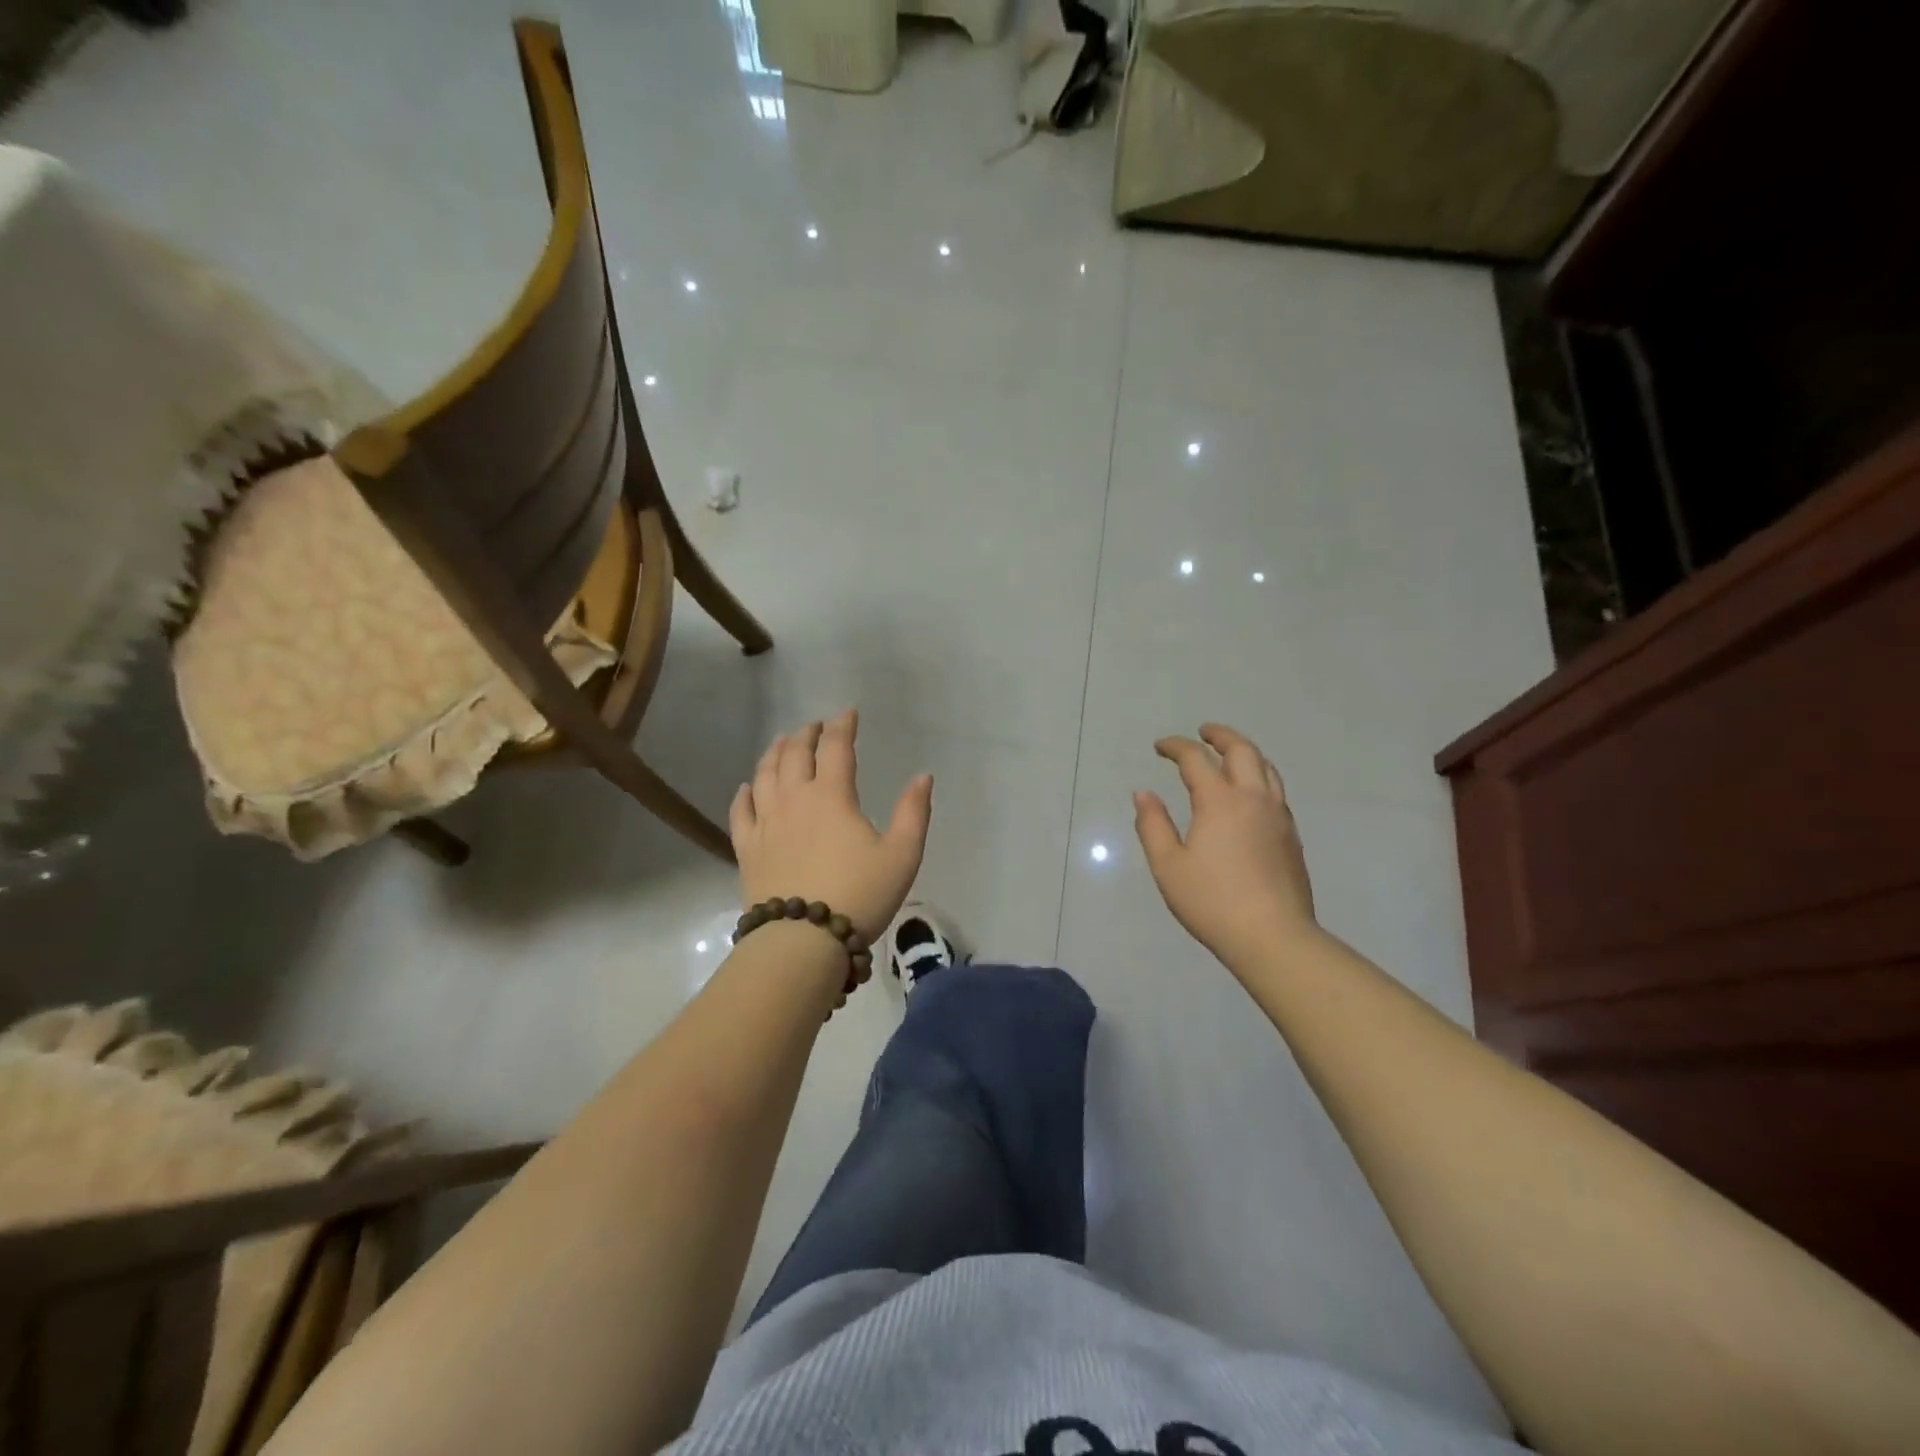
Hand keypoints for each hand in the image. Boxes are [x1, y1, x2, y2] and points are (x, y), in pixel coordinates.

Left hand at [731, 709, 932, 943]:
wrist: (803, 941)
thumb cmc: (860, 895)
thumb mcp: (902, 855)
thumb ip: (914, 812)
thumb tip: (923, 777)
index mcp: (832, 796)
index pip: (836, 748)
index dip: (843, 726)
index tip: (848, 714)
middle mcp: (794, 799)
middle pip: (795, 754)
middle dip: (807, 734)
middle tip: (815, 726)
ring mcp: (766, 823)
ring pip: (764, 775)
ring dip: (775, 753)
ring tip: (782, 743)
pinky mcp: (747, 848)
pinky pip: (740, 811)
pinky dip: (744, 793)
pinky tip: (747, 787)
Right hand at [1133, 723, 1318, 966]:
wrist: (1273, 937)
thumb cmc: (1212, 902)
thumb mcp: (1168, 866)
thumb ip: (1153, 825)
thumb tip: (1143, 793)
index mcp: (1220, 801)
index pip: (1195, 759)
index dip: (1176, 747)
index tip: (1160, 746)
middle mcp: (1254, 799)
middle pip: (1242, 751)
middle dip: (1220, 736)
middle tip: (1203, 732)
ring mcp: (1278, 817)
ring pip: (1267, 768)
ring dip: (1245, 753)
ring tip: (1229, 755)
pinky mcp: (1291, 837)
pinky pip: (1276, 791)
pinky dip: (1259, 777)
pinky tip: (1249, 795)